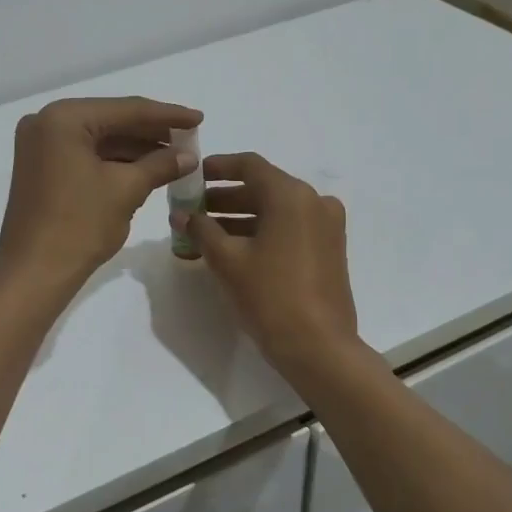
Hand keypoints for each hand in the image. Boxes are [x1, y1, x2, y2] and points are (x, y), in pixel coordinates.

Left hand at [0, 97, 202, 296]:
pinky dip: (115, 162)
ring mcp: (40, 146)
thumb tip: (189, 156)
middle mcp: (47, 122)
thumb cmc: (80, 225)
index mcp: (64, 118)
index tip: (199, 119)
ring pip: (99, 139)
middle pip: (111, 121)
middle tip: (190, 138)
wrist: (34, 273)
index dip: (167, 115)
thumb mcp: (126, 190)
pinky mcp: (41, 168)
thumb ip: (161, 165)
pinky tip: (146, 169)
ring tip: (176, 157)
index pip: (126, 109)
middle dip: (152, 133)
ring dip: (136, 149)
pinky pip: (85, 155)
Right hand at [183, 153, 360, 369]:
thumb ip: (201, 230)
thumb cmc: (270, 296)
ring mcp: (326, 226)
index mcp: (291, 195)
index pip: (249, 165)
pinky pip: (290, 227)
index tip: (192, 177)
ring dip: (241, 216)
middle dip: (225, 197)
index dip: (217, 167)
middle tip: (192, 210)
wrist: (318, 347)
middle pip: (263, 187)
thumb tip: (181, 215)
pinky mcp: (329, 249)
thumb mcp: (227, 261)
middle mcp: (314, 201)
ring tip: (206, 233)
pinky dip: (262, 231)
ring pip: (276, 210)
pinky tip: (234, 249)